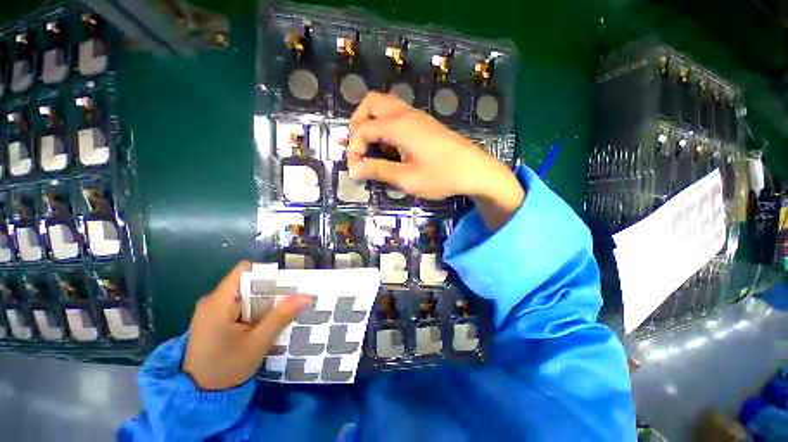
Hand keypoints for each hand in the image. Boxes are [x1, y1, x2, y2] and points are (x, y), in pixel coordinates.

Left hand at [183, 261, 308, 389]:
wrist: (199, 396)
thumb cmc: (226, 369)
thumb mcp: (258, 343)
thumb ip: (281, 316)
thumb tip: (306, 296)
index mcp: (218, 302)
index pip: (244, 270)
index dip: (266, 272)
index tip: (286, 283)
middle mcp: (212, 301)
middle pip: (247, 282)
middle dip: (270, 289)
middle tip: (290, 298)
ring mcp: (211, 310)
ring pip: (244, 294)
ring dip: (264, 300)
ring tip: (283, 309)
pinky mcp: (214, 319)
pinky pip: (239, 305)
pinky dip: (254, 309)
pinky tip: (266, 321)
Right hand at [347, 92, 523, 230]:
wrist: (475, 171)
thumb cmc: (442, 176)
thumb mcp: (407, 178)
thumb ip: (379, 170)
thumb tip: (354, 170)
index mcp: (399, 126)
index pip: (363, 129)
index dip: (353, 149)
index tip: (355, 170)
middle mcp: (406, 114)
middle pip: (371, 103)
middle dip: (357, 123)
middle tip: (357, 147)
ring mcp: (417, 116)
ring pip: (384, 105)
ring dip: (371, 121)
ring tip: (369, 145)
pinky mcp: (425, 123)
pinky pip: (397, 114)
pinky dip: (384, 124)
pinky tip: (389, 144)